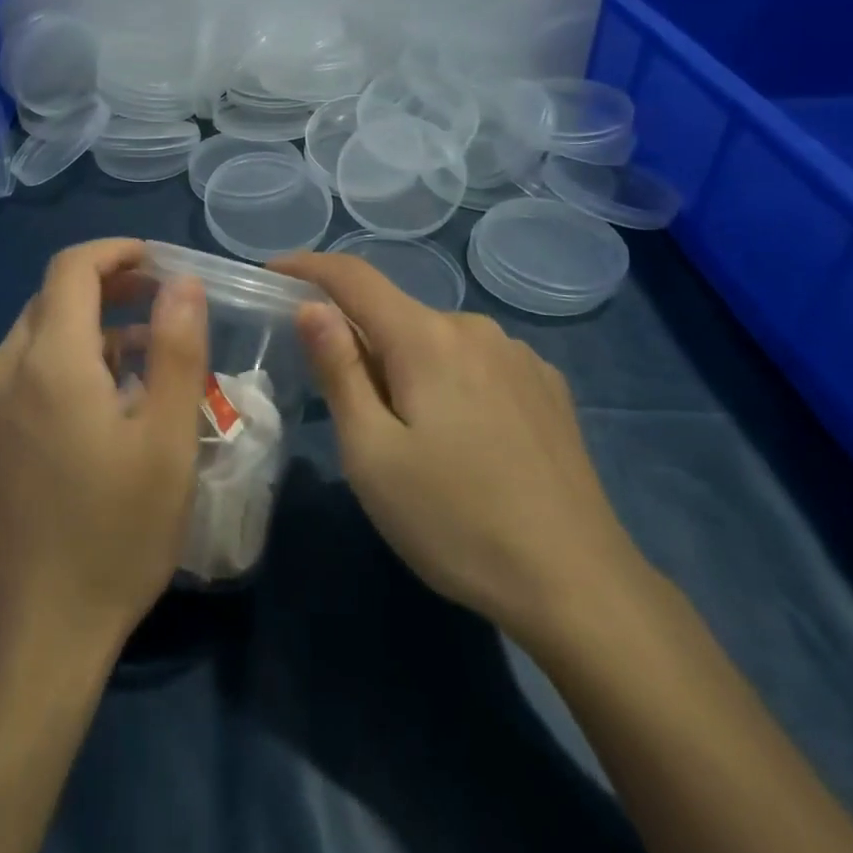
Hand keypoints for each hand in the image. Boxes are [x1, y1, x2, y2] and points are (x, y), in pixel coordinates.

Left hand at [0, 239, 208, 659]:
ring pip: (35, 336)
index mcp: (48, 360)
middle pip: (53, 299)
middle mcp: (1, 369)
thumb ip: (177, 349)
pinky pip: (18, 373)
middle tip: (161, 304)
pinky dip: (60, 363)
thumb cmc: (114, 534)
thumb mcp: (168, 441)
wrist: (31, 633)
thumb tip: (183, 283)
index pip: (72, 269)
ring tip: (141, 358)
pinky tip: (96, 403)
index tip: (158, 261)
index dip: (116, 253)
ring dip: (87, 330)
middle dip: (108, 289)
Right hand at [270, 252, 643, 651]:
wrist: (580, 585)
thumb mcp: (373, 455)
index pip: (354, 277)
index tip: (272, 273)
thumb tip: (312, 306)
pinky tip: (466, 439)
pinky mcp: (547, 386)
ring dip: (408, 365)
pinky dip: (450, 379)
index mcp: (427, 338)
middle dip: (361, 342)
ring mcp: (519, 355)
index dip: (308, 267)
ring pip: (437, 340)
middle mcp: (475, 328)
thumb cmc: (456, 521)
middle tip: (350, 411)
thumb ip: (339, 371)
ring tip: (414, 438)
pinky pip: (477, 362)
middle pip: (396, 315)